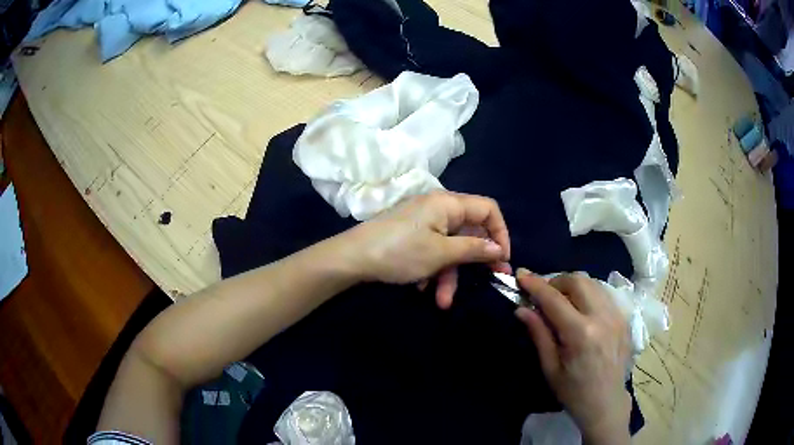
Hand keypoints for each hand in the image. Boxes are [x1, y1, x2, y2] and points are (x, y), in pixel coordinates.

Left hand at [341, 191, 510, 308]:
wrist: (351, 258)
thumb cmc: (400, 252)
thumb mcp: (441, 254)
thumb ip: (474, 249)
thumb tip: (499, 249)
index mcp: (448, 203)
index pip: (488, 209)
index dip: (500, 232)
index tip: (503, 259)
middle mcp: (438, 208)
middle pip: (469, 231)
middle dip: (475, 260)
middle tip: (491, 280)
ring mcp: (423, 222)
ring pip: (449, 247)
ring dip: (449, 275)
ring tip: (443, 302)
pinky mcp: (411, 235)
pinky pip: (432, 250)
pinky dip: (432, 270)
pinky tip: (422, 288)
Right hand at [514, 270, 630, 444]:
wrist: (606, 403)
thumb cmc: (573, 391)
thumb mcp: (550, 368)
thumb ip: (539, 334)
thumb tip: (522, 309)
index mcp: (581, 334)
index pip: (554, 299)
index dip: (535, 284)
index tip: (521, 274)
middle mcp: (602, 317)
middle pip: (578, 281)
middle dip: (556, 282)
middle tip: (543, 296)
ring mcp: (617, 315)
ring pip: (593, 283)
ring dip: (573, 286)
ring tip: (562, 302)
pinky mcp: (625, 318)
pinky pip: (604, 294)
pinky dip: (588, 294)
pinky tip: (581, 310)